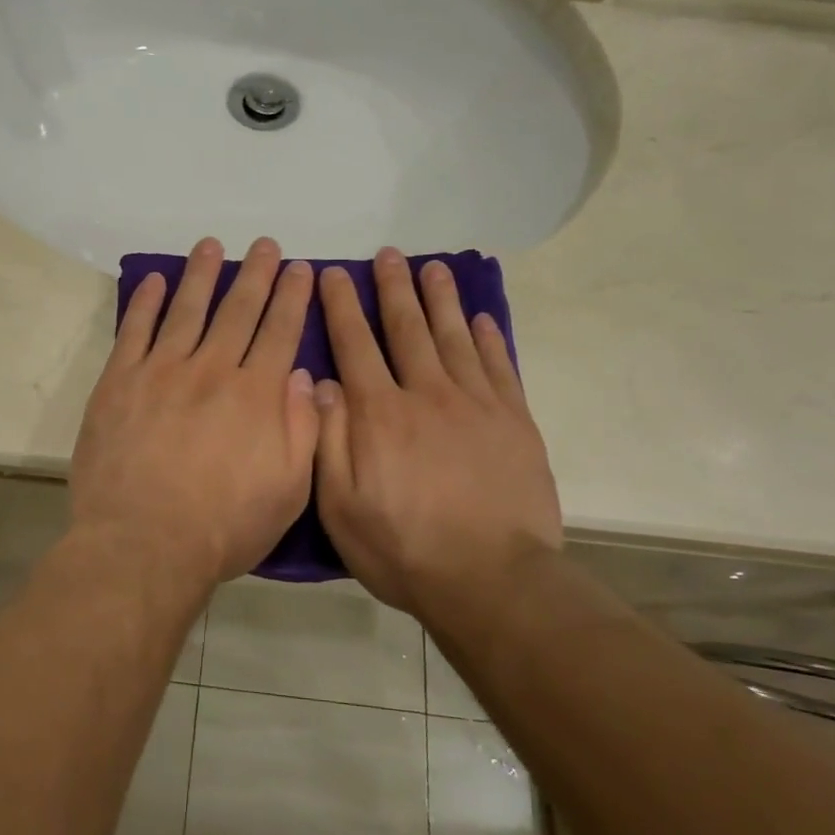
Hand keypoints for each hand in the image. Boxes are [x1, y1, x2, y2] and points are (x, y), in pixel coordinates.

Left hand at [71, 236, 317, 589]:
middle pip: (239, 310)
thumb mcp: (289, 490)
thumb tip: (301, 376)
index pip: (281, 332)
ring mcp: (161, 372)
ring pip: (187, 309)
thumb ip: (301, 429)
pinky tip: (154, 280)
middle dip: (256, 274)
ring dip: (202, 274)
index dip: (293, 297)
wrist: (143, 544)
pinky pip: (134, 331)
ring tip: (212, 245)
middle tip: (265, 244)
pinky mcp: (119, 382)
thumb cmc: (224, 527)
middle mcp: (212, 370)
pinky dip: (144, 302)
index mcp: (256, 394)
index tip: (301, 268)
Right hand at [313, 249, 561, 614]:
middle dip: (393, 288)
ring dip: (440, 299)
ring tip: (433, 267)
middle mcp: (426, 394)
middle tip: (388, 254)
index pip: (355, 345)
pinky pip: (499, 366)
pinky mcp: (514, 421)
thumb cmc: (403, 548)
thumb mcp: (340, 506)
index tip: (333, 274)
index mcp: (379, 414)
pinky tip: (481, 317)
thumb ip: (327, 439)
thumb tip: (320, 382)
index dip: (342, 306)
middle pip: (407, 328)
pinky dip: (488, 338)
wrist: (491, 580)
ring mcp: (475, 404)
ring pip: (453, 337)